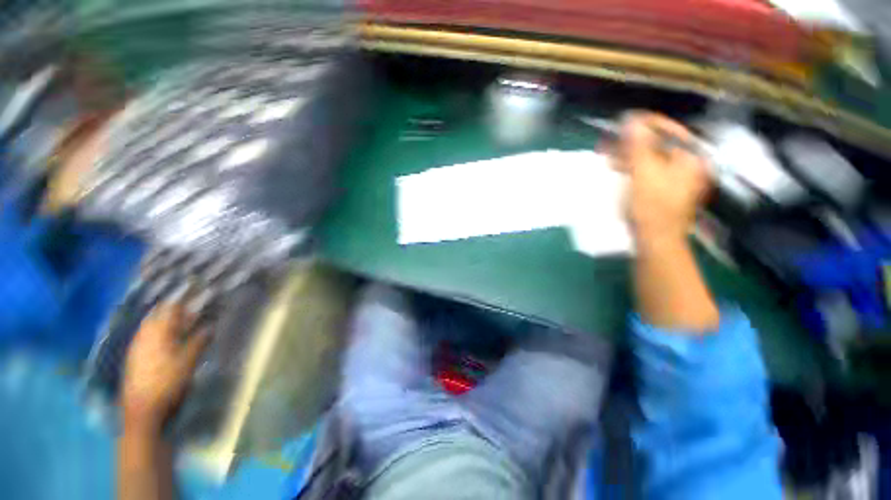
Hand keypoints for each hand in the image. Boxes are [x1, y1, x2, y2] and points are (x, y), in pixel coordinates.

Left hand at [122, 302, 208, 432]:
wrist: (142, 411)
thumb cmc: (168, 383)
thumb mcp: (189, 361)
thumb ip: (199, 341)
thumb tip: (209, 325)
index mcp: (158, 333)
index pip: (171, 309)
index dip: (184, 299)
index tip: (195, 291)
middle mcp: (144, 336)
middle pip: (158, 315)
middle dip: (172, 308)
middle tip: (188, 306)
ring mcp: (136, 348)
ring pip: (149, 326)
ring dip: (163, 320)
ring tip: (177, 319)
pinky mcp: (133, 359)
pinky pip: (144, 337)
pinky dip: (155, 332)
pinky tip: (162, 338)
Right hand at [615, 112, 710, 244]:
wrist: (655, 240)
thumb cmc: (651, 206)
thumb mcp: (643, 173)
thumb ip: (638, 145)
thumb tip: (631, 119)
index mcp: (690, 157)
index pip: (669, 129)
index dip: (645, 124)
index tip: (622, 123)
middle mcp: (688, 164)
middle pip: (658, 144)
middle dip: (632, 142)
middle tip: (609, 141)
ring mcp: (677, 178)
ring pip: (651, 158)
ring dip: (629, 155)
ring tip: (607, 155)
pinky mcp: (664, 189)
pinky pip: (648, 170)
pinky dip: (633, 167)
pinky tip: (617, 168)